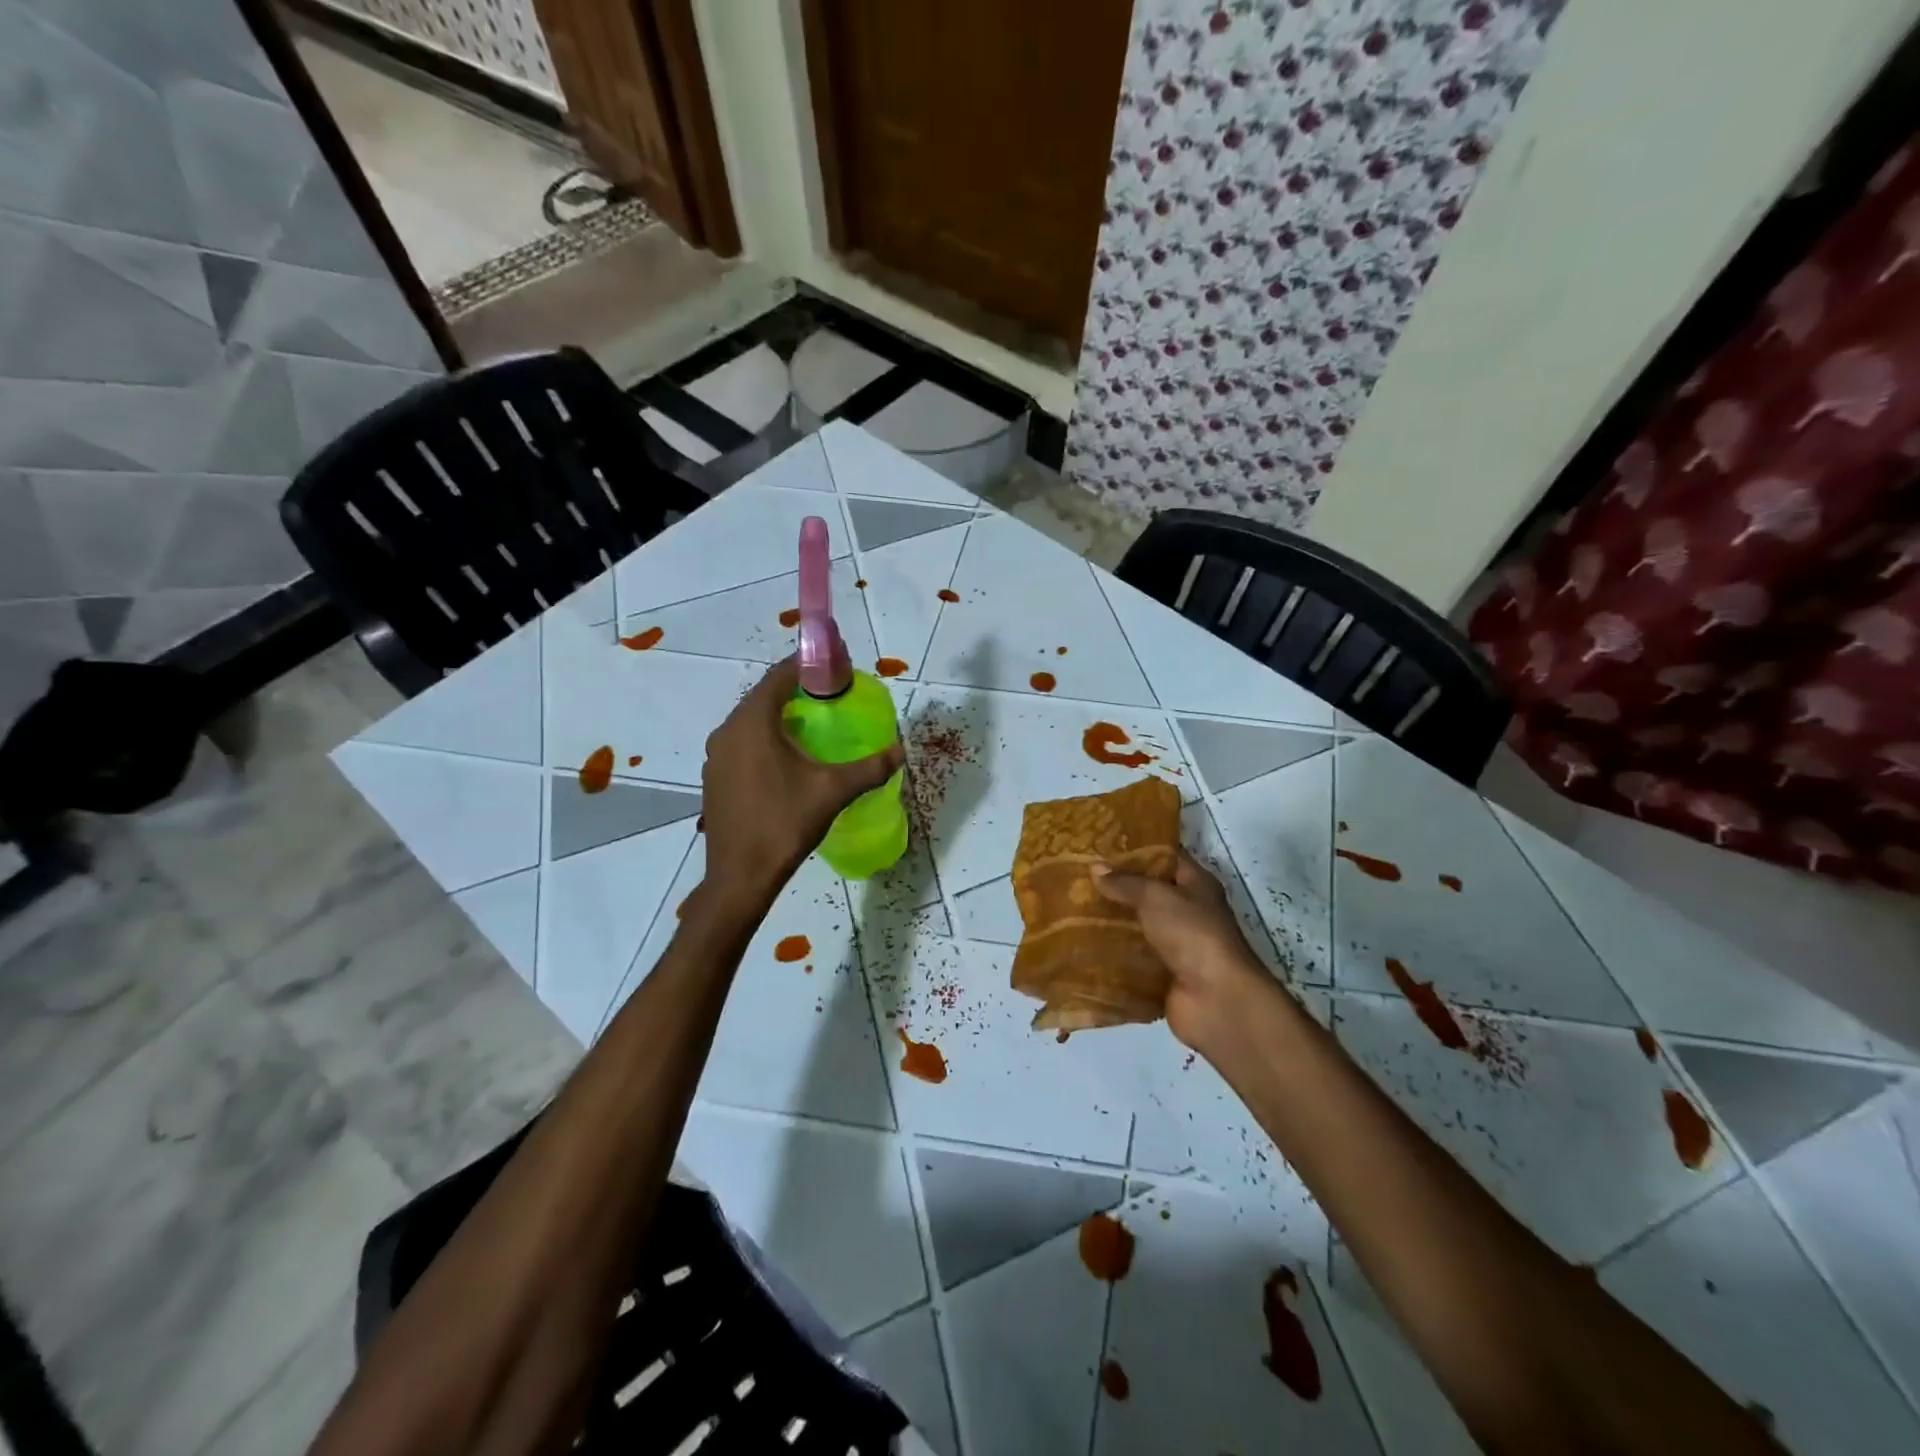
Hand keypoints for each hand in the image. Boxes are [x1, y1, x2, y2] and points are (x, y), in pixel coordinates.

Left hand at [700, 658, 903, 903]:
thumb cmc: (784, 824)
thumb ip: (870, 767)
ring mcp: (716, 756)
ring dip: (780, 716)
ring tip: (814, 725)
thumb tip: (900, 752)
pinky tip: (788, 760)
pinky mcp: (714, 778)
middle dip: (796, 691)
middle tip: (830, 697)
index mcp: (752, 723)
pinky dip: (765, 739)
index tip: (834, 669)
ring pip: (751, 722)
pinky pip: (742, 744)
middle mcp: (727, 731)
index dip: (807, 666)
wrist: (740, 877)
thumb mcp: (833, 791)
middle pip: (764, 696)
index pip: (779, 677)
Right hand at [1092, 850, 1272, 1049]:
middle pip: (1148, 893)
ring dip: (1111, 921)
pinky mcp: (1163, 974)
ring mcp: (1176, 945)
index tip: (1101, 845)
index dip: (1136, 849)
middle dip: (1116, 887)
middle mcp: (1188, 912)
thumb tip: (1095, 867)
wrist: (1215, 999)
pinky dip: (1112, 954)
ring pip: (1138, 926)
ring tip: (1073, 908)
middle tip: (1079, 876)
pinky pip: (1133, 958)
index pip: (1165, 857)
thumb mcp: (1156, 897)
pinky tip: (1082, 944)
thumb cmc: (1192, 934)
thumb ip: (1125, 882)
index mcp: (1196, 885)